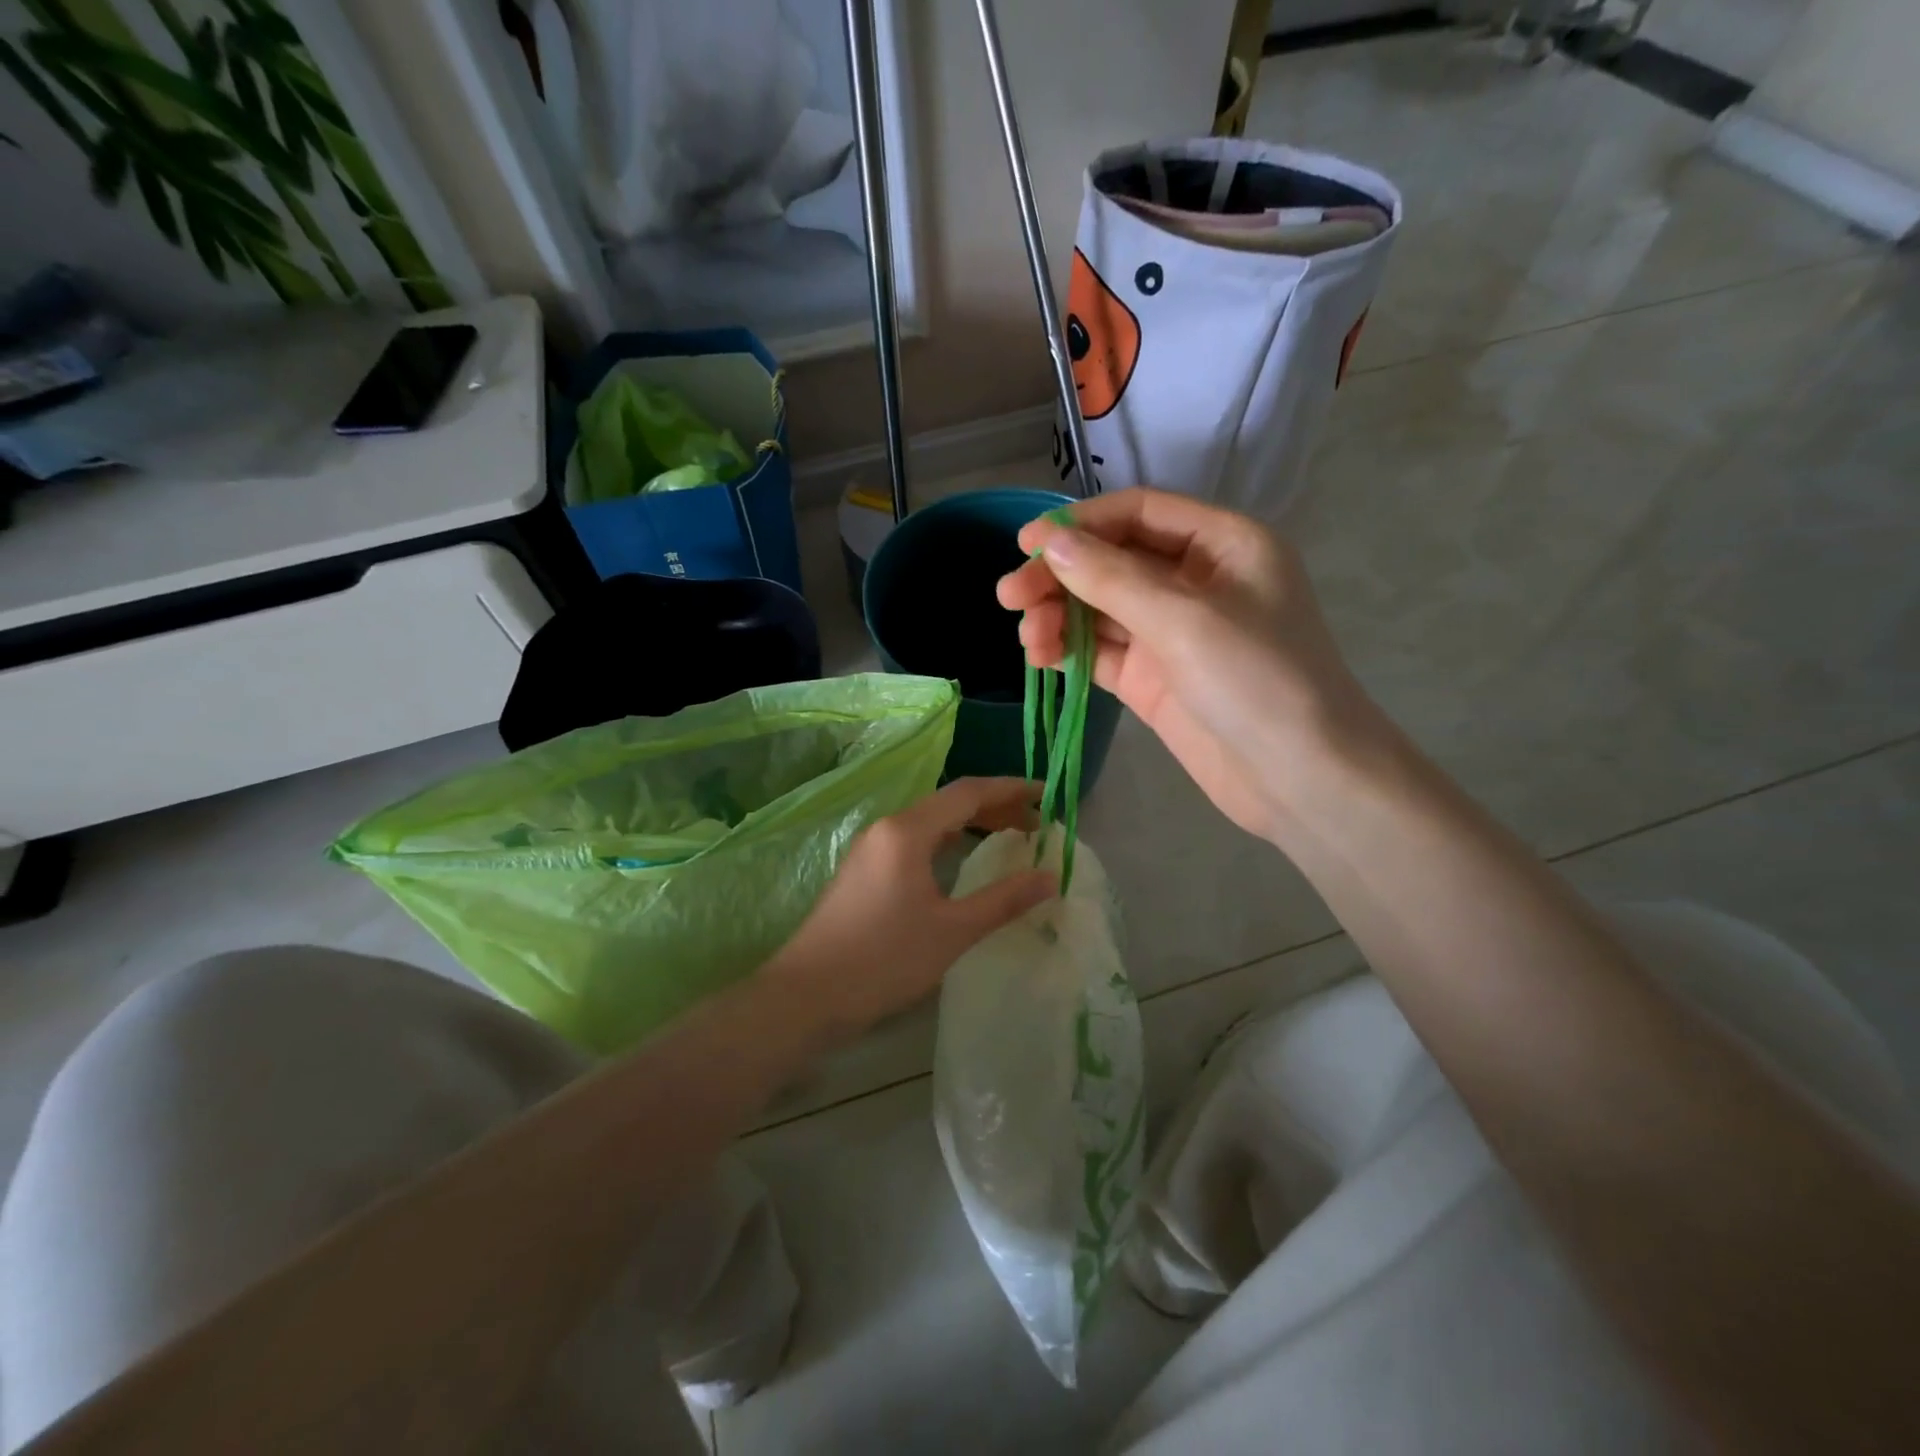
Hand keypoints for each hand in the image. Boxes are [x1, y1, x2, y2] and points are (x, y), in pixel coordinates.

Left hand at [763, 778, 1054, 1040]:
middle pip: (949, 802)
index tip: (1048, 796)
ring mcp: (871, 848)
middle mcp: (887, 828)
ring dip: (971, 823)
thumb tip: (1050, 876)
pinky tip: (961, 859)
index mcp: (907, 831)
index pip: (968, 792)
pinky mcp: (863, 870)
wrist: (808, 995)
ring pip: (930, 821)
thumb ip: (1004, 900)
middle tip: (1036, 824)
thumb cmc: (884, 959)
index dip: (1012, 789)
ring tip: (1009, 836)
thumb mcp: (952, 931)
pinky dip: (947, 840)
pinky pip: (915, 839)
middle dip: (995, 807)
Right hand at [997, 488, 1388, 838]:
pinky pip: (1102, 652)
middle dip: (1060, 576)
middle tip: (1009, 597)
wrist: (1301, 780)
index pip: (1138, 514)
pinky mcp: (1155, 678)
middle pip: (1112, 561)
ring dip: (1058, 616)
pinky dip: (1070, 650)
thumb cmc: (1258, 682)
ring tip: (1027, 640)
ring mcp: (1173, 633)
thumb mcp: (1184, 619)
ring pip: (1100, 609)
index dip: (1080, 524)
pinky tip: (1041, 657)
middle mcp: (1195, 581)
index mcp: (1222, 544)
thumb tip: (1050, 544)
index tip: (1025, 543)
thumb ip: (1112, 579)